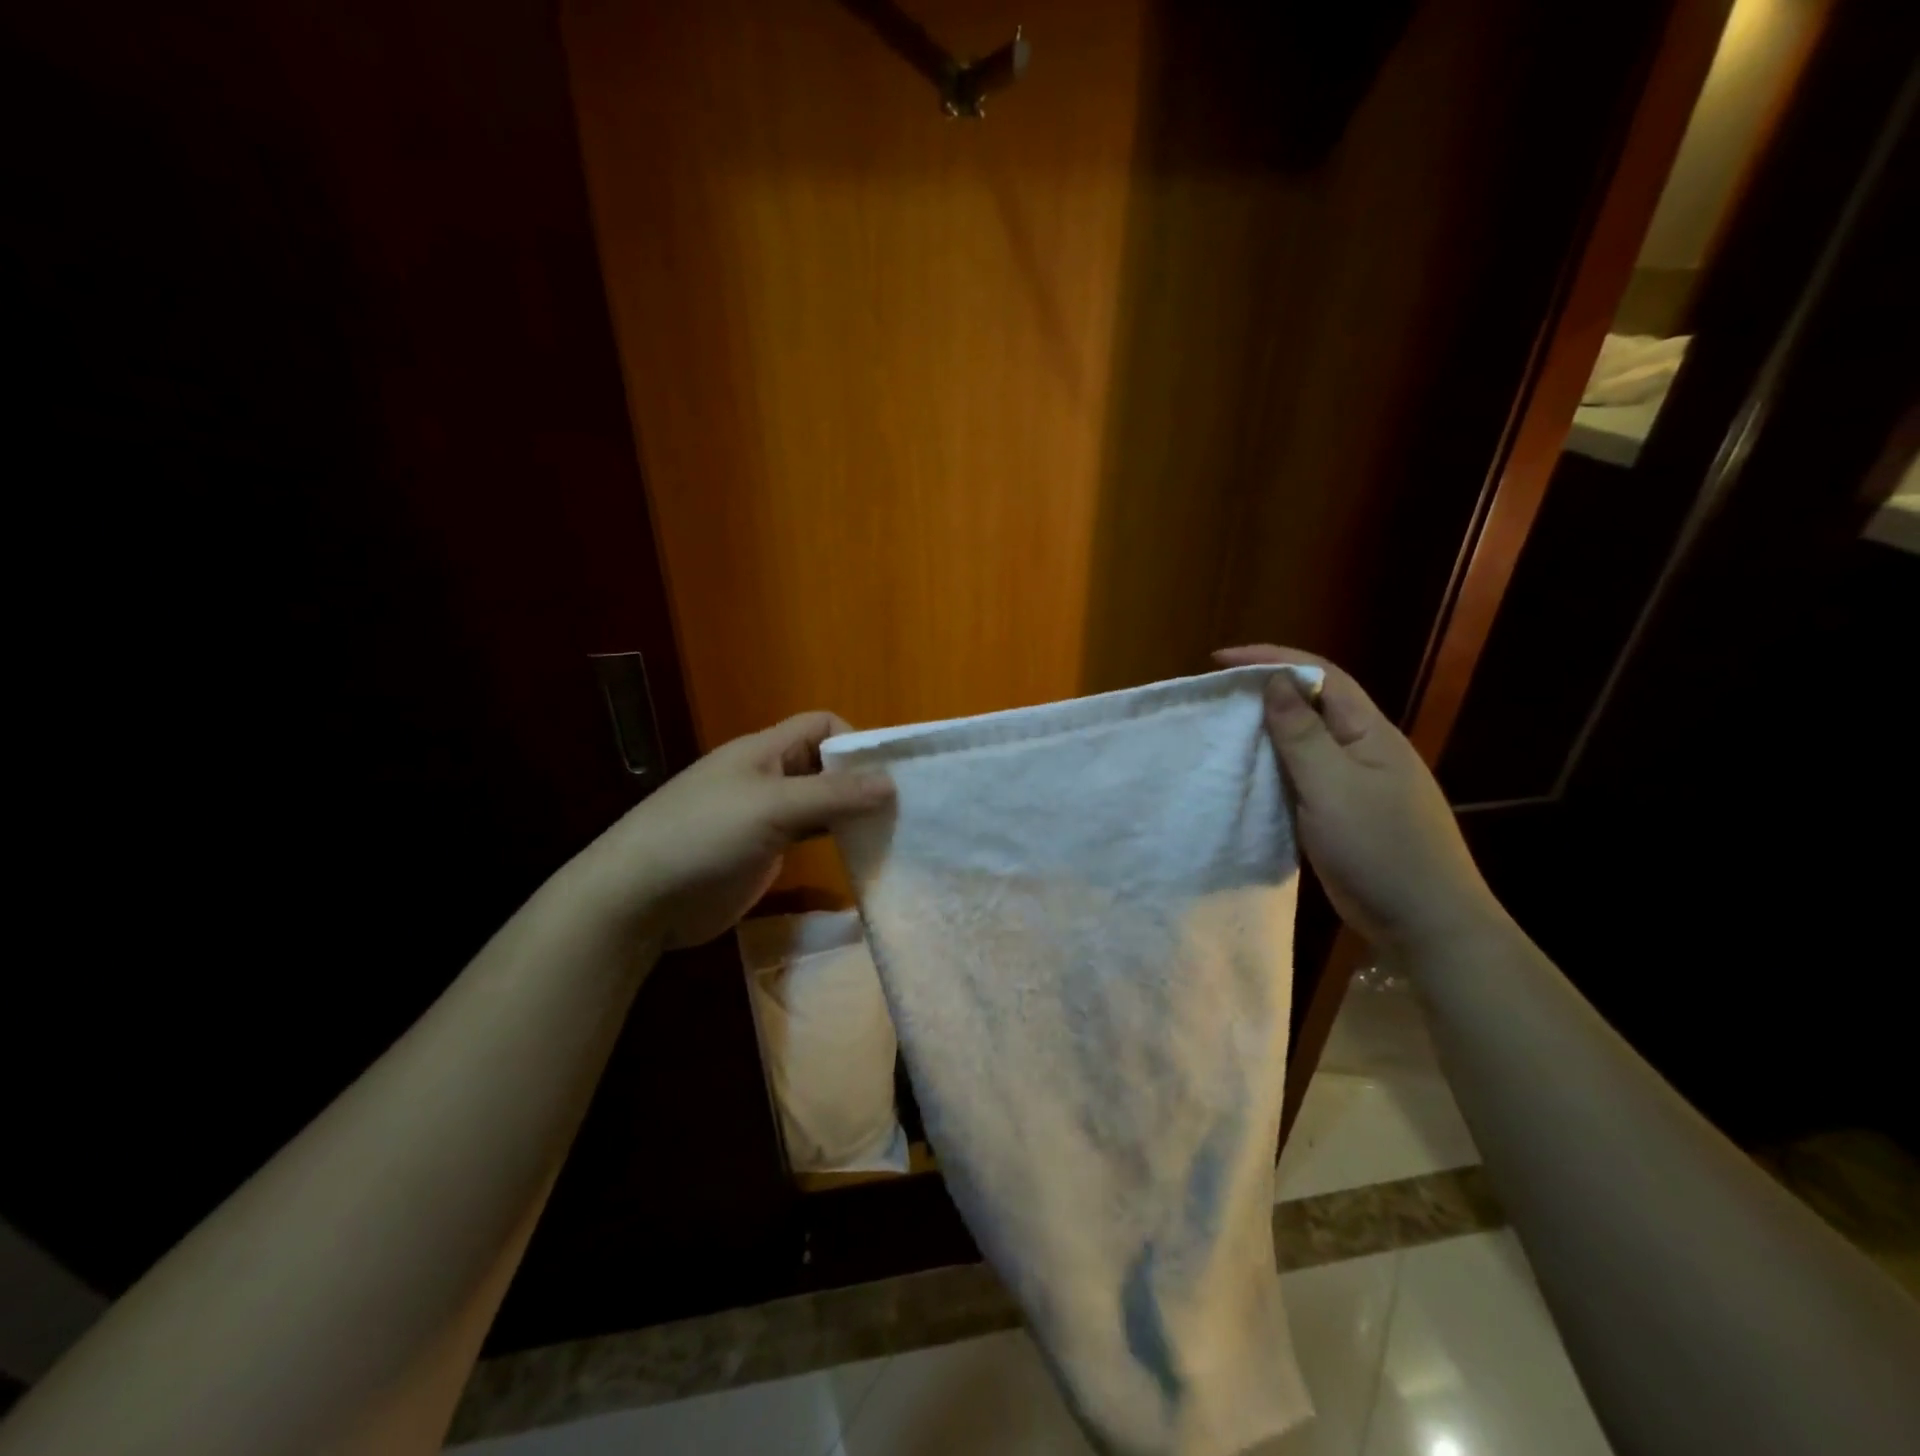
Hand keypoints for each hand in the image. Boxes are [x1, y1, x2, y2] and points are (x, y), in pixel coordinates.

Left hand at [583, 713, 894, 950]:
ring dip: (851, 813)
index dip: (855, 740)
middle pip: (824, 764)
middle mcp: (768, 777)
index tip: (885, 775)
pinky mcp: (764, 851)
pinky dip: (834, 839)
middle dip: (861, 780)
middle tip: (901, 809)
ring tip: (891, 832)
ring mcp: (765, 816)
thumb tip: (891, 782)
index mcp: (764, 751)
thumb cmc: (703, 836)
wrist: (640, 898)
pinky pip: (809, 836)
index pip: (821, 725)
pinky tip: (860, 853)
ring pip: (820, 803)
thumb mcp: (771, 807)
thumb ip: (832, 794)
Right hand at [1214, 646, 1502, 953]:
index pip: (1321, 676)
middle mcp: (1362, 750)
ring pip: (1303, 744)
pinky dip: (1270, 770)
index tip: (1220, 660)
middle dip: (1265, 692)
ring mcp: (1353, 784)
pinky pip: (1299, 779)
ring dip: (1265, 732)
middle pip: (1311, 705)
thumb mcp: (1333, 785)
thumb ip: (1301, 733)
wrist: (1424, 923)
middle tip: (1216, 697)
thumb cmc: (1380, 847)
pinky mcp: (1339, 815)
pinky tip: (1245, 778)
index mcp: (1369, 732)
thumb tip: (1275, 681)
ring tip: (1221, 731)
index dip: (1272, 659)